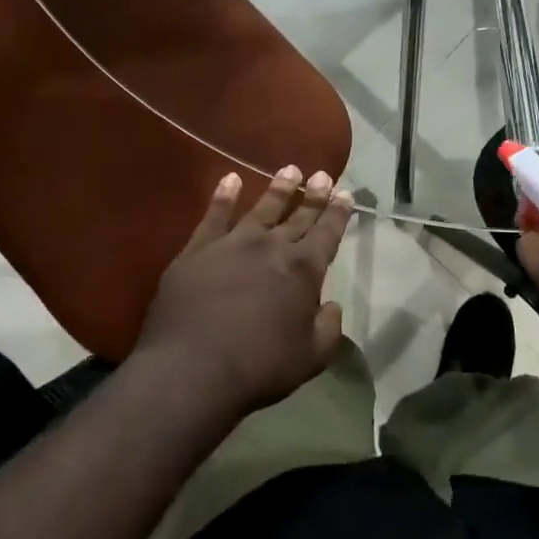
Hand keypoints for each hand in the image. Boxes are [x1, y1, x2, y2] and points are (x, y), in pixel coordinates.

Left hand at [134, 166, 352, 420]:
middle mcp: (272, 247)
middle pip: (298, 215)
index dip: (338, 213)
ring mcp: (232, 243)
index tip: (346, 194)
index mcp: (304, 270)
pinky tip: (230, 179)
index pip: (327, 233)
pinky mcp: (197, 250)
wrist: (192, 369)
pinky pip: (214, 215)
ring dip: (278, 188)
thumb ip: (328, 327)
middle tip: (322, 174)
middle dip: (313, 195)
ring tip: (290, 169)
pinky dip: (224, 195)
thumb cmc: (260, 367)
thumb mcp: (312, 357)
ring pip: (261, 208)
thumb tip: (330, 305)